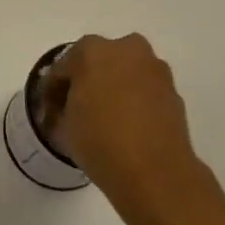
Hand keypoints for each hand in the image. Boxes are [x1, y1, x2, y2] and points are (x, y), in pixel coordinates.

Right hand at [45, 34, 220, 224]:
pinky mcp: (174, 93)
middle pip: (100, 61)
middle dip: (89, 79)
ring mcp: (155, 70)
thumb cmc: (100, 141)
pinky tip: (128, 126)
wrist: (156, 174)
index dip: (54, 88)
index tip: (50, 108)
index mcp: (93, 50)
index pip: (64, 66)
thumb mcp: (65, 124)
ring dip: (115, 88)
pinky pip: (145, 90)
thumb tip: (69, 104)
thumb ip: (64, 105)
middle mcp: (127, 50)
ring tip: (107, 118)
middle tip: (80, 107)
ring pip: (126, 73)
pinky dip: (136, 102)